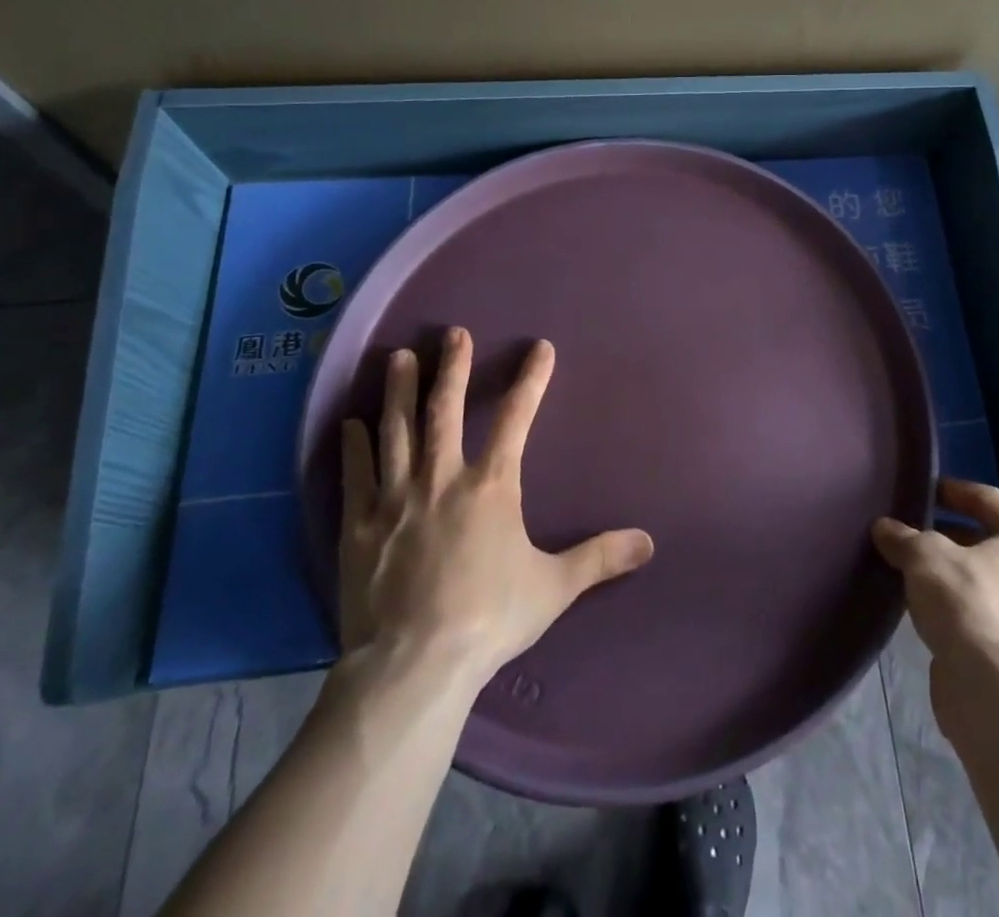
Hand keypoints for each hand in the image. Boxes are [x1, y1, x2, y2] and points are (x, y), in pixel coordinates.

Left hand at [337, 327, 654, 691]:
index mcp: (491, 486)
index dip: (531, 380)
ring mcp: (395, 499)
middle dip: (451, 367)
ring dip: (398, 391)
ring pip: (396, 431)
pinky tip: (350, 423)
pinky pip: (356, 475)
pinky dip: (354, 446)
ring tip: (397, 356)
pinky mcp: (358, 526)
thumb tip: (648, 542)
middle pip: (444, 410)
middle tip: (453, 333)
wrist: (413, 665)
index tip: (540, 348)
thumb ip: (599, 557)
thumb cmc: (489, 618)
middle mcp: (441, 478)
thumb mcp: (554, 587)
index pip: (517, 418)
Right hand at [872, 478, 998, 737]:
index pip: (989, 499)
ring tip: (913, 568)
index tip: (923, 491)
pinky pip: (985, 611)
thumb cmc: (968, 602)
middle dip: (950, 535)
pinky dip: (959, 604)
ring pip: (987, 578)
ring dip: (953, 572)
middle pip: (990, 540)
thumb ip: (903, 537)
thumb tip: (884, 528)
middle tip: (913, 531)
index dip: (953, 491)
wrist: (994, 692)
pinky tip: (926, 606)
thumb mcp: (925, 556)